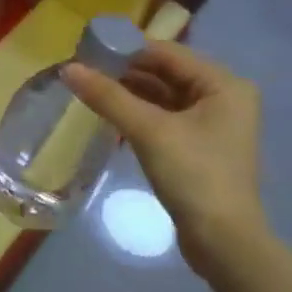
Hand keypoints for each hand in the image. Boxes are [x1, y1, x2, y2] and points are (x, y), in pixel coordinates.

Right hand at [64, 40, 266, 263]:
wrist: (223, 243)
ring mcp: (213, 124)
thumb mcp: (149, 131)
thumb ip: (108, 96)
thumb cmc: (194, 175)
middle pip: (166, 73)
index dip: (126, 49)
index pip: (167, 53)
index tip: (87, 50)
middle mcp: (223, 97)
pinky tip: (109, 116)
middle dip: (125, 72)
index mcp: (223, 84)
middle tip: (83, 71)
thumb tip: (68, 69)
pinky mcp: (199, 147)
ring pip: (163, 97)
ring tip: (89, 90)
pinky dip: (139, 115)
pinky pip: (164, 118)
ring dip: (129, 93)